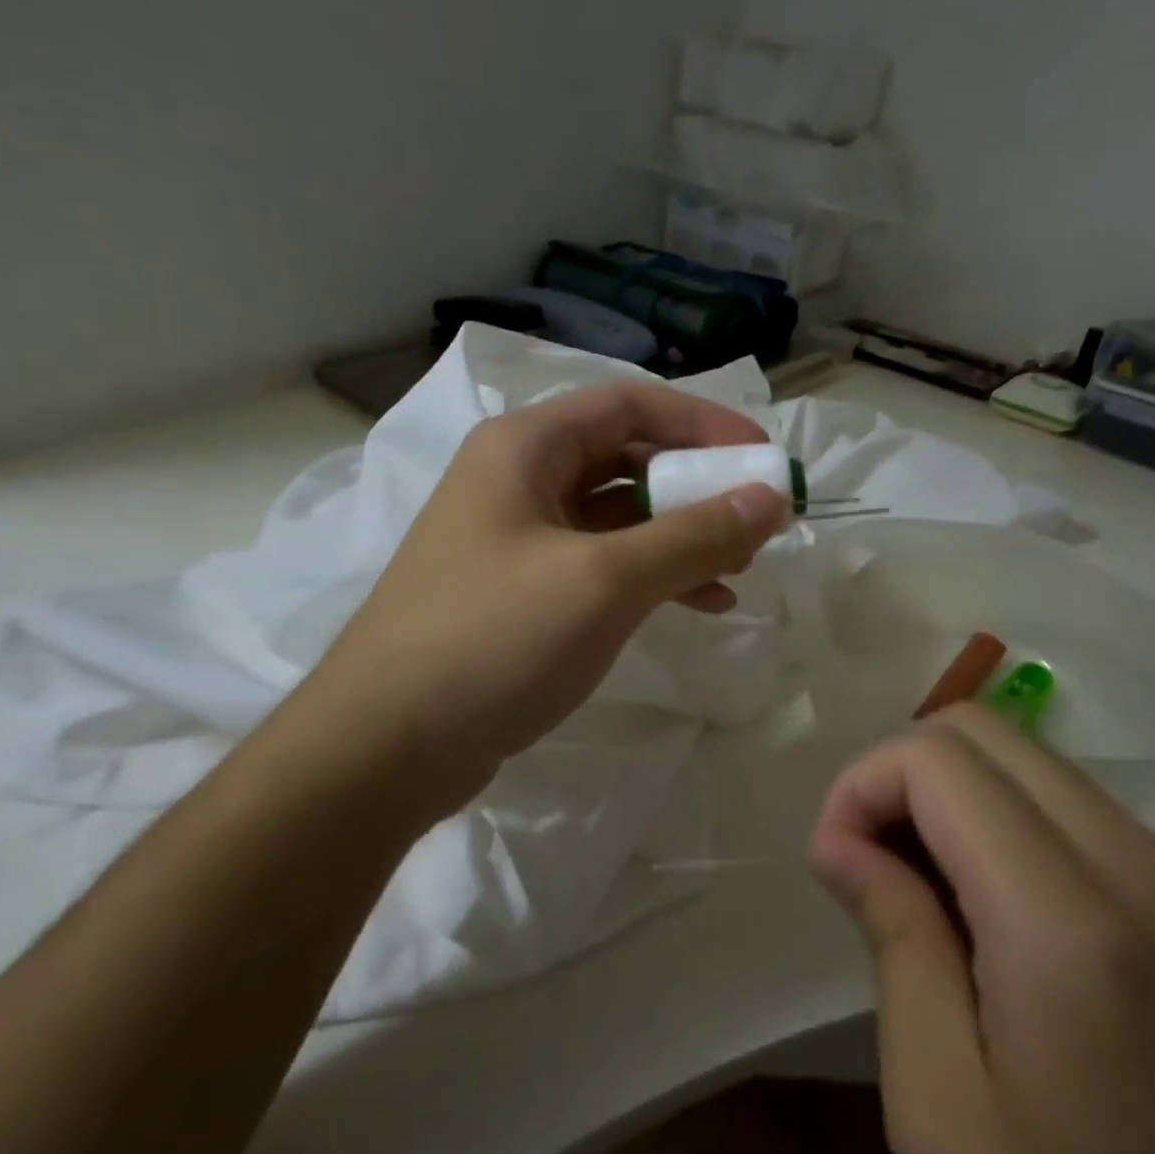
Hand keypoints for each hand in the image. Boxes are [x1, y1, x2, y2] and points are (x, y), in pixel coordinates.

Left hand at [309, 382, 788, 818]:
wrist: (385, 747)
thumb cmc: (493, 640)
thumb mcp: (604, 582)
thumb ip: (692, 535)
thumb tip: (769, 497)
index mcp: (524, 447)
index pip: (630, 405)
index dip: (702, 423)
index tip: (762, 458)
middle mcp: (517, 479)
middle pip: (625, 457)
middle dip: (695, 485)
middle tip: (755, 519)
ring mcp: (515, 538)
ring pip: (617, 515)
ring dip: (679, 534)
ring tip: (737, 569)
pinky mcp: (520, 592)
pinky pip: (600, 564)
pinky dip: (650, 576)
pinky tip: (696, 604)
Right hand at [808, 705, 1154, 1153]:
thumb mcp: (945, 1115)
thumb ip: (895, 947)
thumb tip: (843, 843)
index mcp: (1066, 920)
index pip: (936, 761)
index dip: (861, 785)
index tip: (835, 861)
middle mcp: (1132, 861)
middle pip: (979, 729)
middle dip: (898, 772)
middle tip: (868, 858)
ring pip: (1019, 752)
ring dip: (945, 790)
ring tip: (917, 880)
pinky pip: (1059, 795)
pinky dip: (993, 811)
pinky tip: (980, 896)